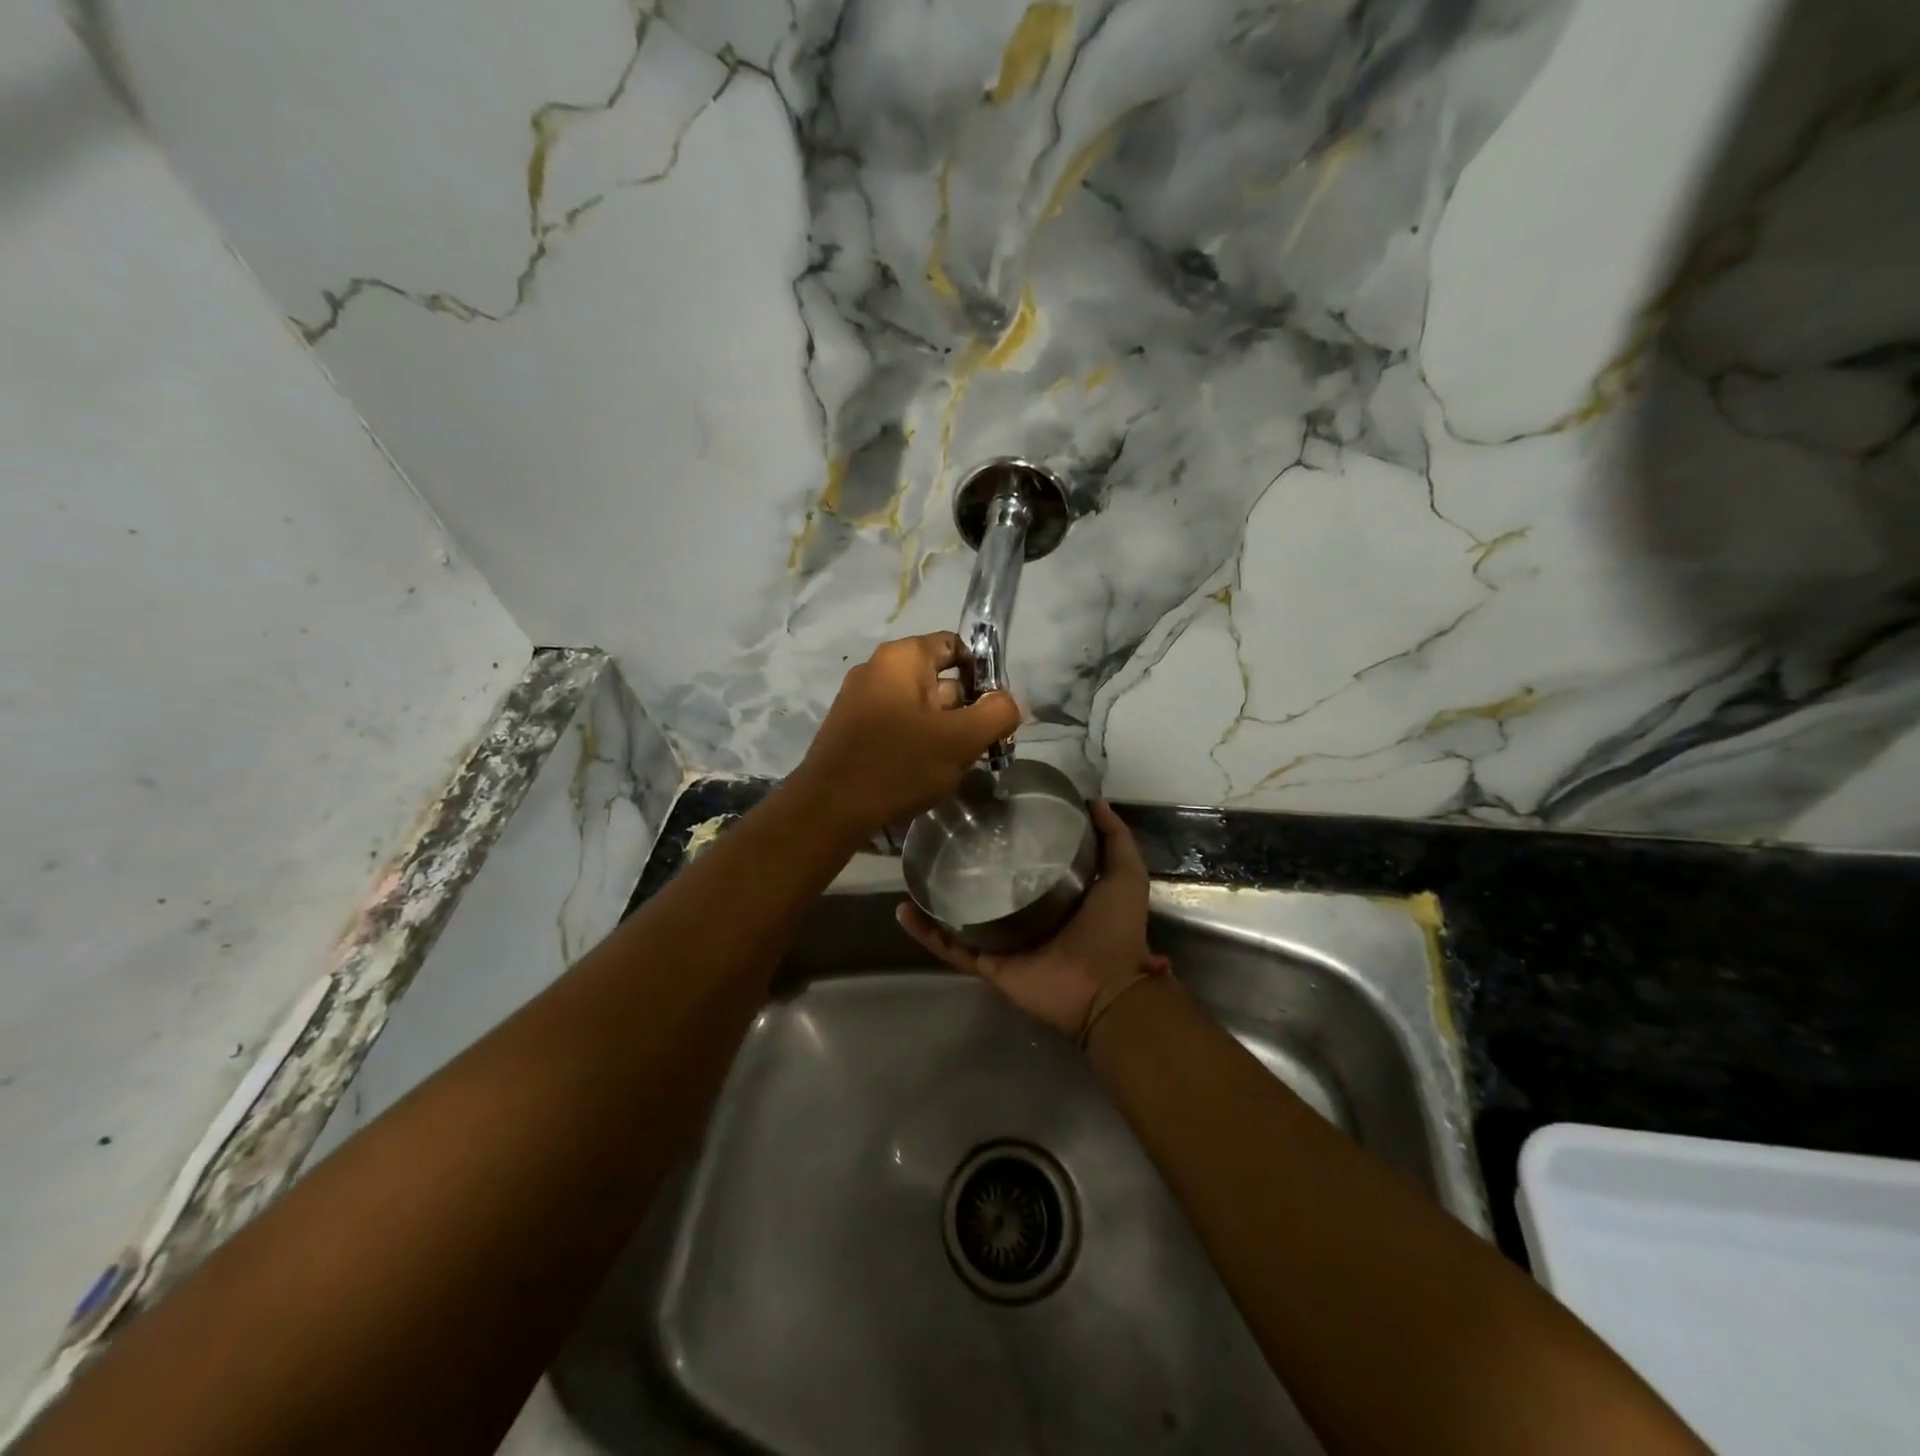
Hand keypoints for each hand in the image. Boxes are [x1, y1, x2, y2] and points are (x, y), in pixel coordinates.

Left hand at [792, 632, 1021, 840]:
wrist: (830, 808)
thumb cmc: (899, 764)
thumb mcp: (961, 740)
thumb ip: (997, 713)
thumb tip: (1008, 702)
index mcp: (902, 657)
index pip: (955, 646)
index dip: (982, 675)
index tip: (992, 712)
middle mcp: (877, 668)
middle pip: (939, 678)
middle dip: (965, 710)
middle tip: (978, 747)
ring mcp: (859, 698)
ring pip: (919, 706)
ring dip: (942, 731)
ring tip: (952, 765)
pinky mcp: (851, 728)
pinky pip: (896, 725)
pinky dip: (916, 742)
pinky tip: (922, 772)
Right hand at [896, 801, 1167, 1037]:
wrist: (1106, 988)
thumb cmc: (1114, 929)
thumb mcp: (1125, 873)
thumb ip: (1115, 838)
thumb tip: (1095, 801)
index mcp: (1056, 896)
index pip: (1025, 862)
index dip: (1009, 840)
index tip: (988, 813)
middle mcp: (1026, 916)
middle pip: (989, 887)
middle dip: (967, 866)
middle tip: (942, 836)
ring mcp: (1003, 942)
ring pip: (962, 915)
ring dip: (937, 897)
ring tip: (914, 869)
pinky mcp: (987, 964)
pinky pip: (951, 947)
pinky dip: (926, 932)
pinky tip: (903, 909)